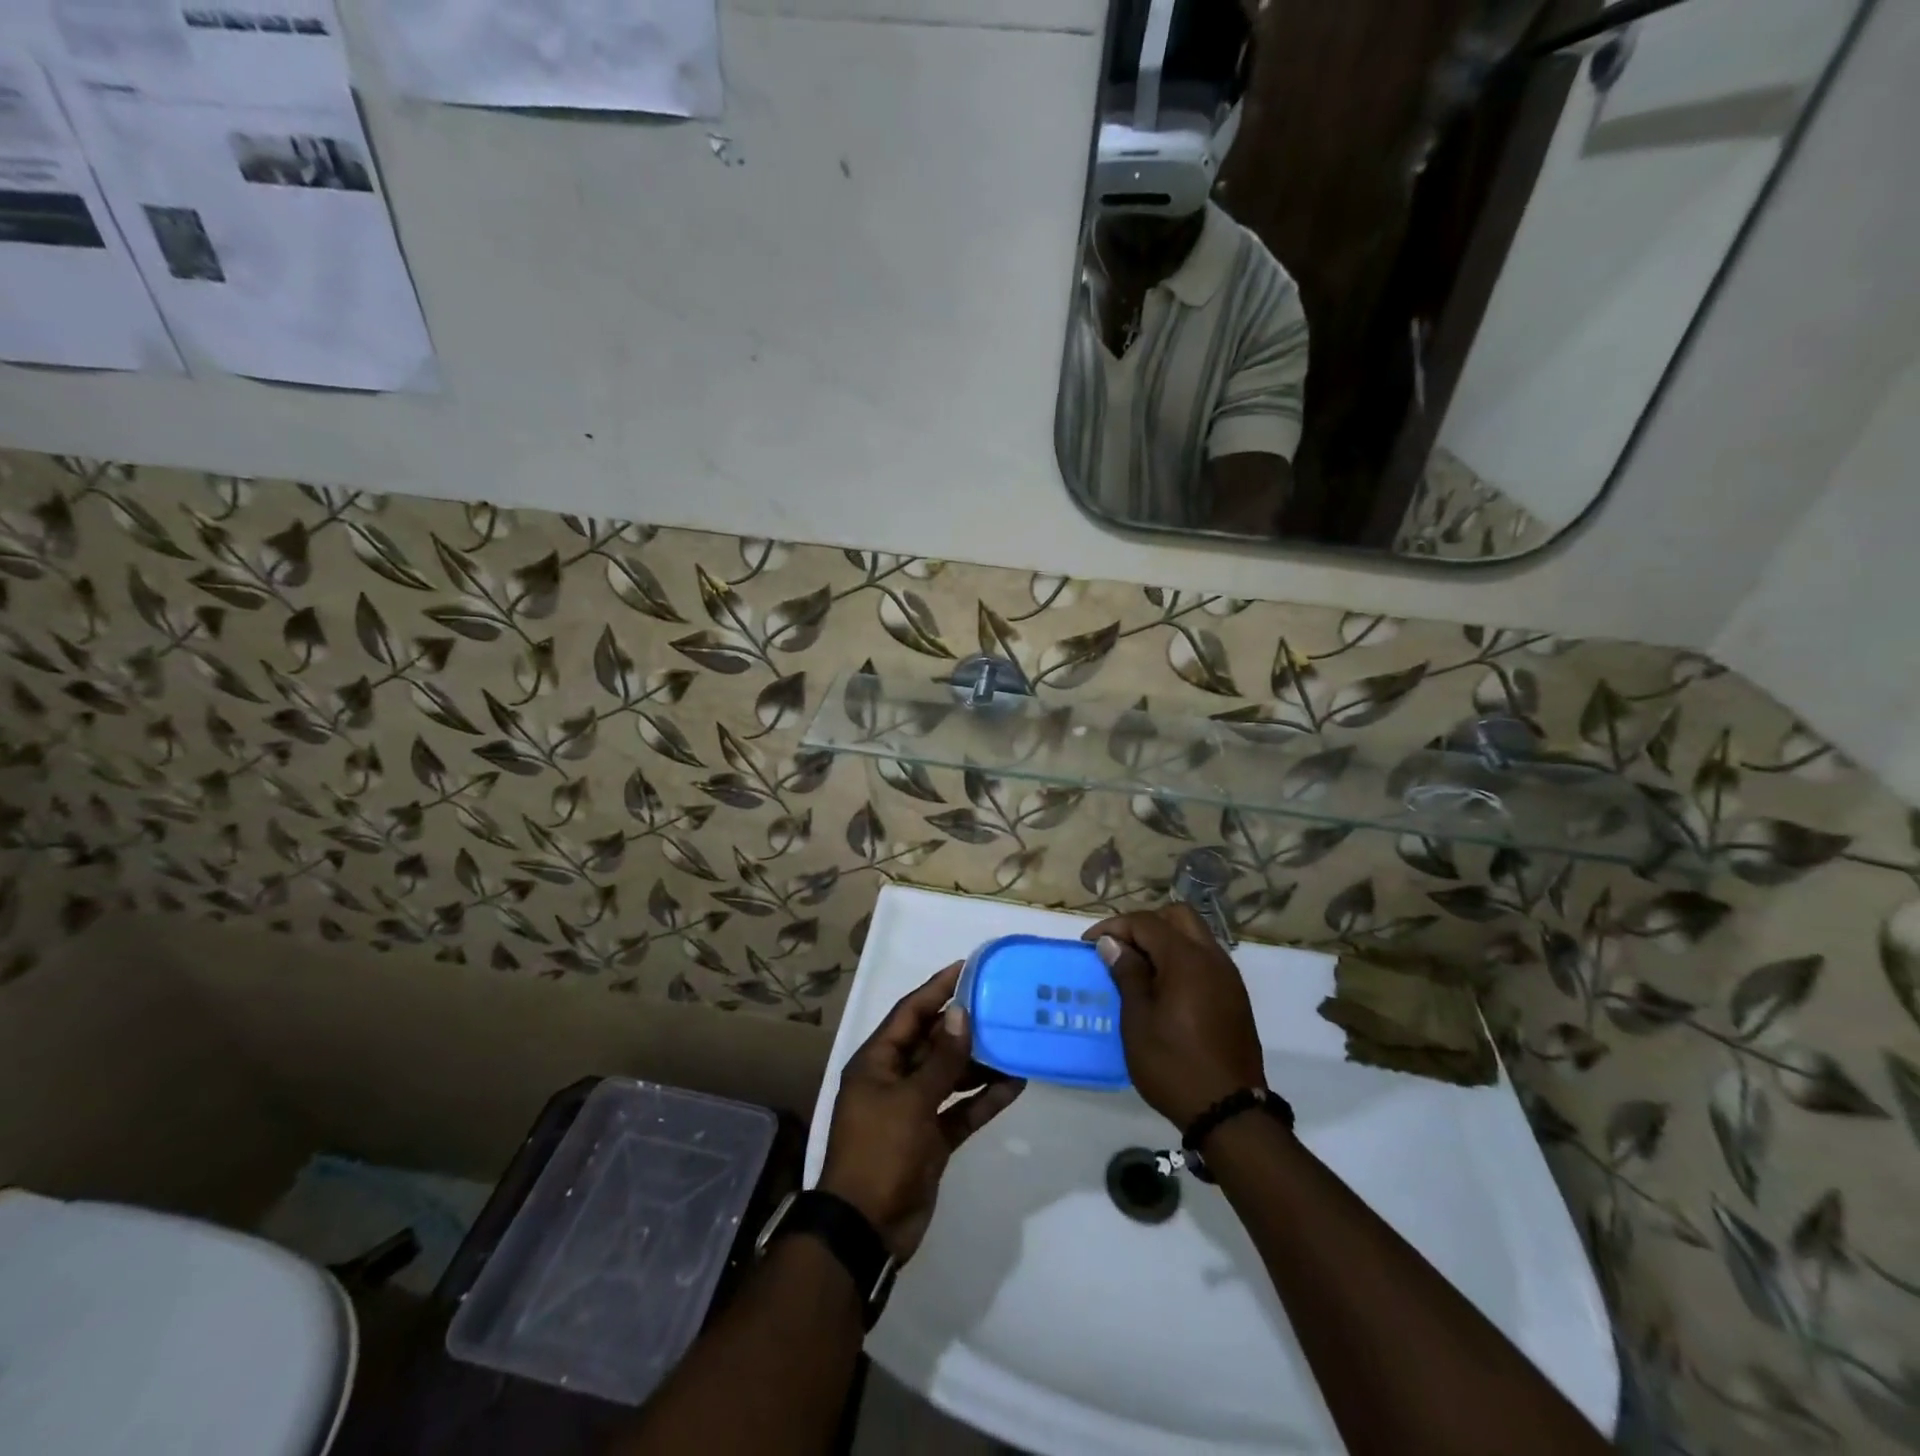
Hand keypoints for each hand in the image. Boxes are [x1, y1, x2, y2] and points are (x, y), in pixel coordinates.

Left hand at [819, 963, 1024, 1261]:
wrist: (866, 1229)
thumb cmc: (880, 1151)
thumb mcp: (911, 1100)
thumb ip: (941, 1059)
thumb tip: (960, 1013)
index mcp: (877, 1061)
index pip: (910, 1013)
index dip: (936, 989)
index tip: (967, 968)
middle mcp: (894, 1079)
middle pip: (932, 1041)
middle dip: (964, 1026)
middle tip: (1001, 1005)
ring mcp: (913, 1110)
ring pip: (950, 1075)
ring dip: (979, 1063)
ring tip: (1014, 1043)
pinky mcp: (931, 1139)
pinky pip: (960, 1109)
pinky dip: (983, 1099)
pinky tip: (1014, 1085)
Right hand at [1084, 905, 1266, 1128]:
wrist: (1230, 1113)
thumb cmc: (1173, 1065)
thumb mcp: (1138, 1021)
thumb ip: (1127, 974)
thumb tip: (1113, 944)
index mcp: (1186, 959)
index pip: (1146, 922)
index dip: (1114, 927)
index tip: (1090, 945)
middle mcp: (1212, 957)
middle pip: (1177, 916)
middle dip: (1144, 924)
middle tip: (1119, 948)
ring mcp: (1228, 977)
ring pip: (1194, 935)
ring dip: (1165, 941)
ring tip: (1138, 968)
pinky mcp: (1235, 996)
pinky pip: (1205, 959)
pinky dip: (1181, 959)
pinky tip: (1163, 988)